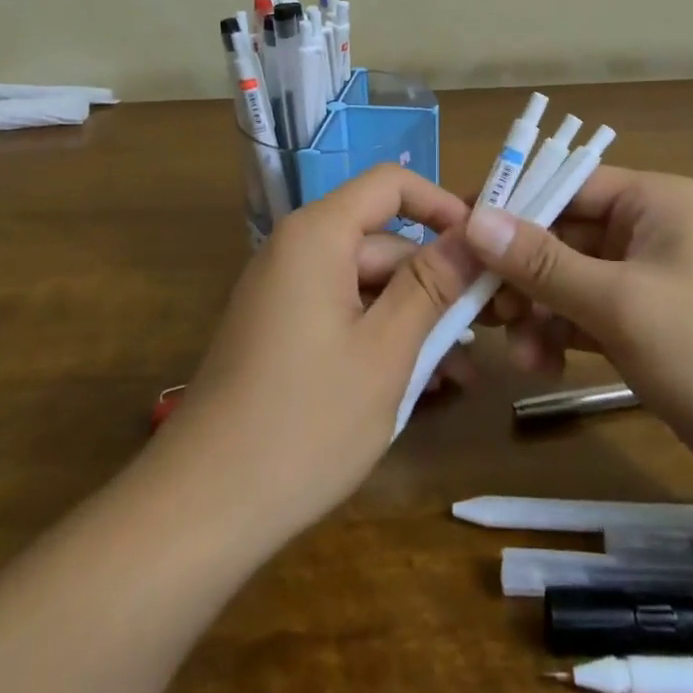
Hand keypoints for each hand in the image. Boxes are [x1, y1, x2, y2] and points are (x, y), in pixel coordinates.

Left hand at [162, 166, 483, 544]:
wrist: (203, 507)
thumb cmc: (306, 421)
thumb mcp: (385, 351)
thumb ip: (432, 284)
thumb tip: (473, 233)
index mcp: (318, 235)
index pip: (390, 185)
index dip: (441, 205)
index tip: (485, 246)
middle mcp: (297, 250)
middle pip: (382, 242)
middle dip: (436, 281)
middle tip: (490, 327)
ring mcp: (286, 293)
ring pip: (368, 286)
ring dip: (415, 319)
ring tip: (461, 372)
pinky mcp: (281, 332)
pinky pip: (343, 315)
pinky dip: (381, 338)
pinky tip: (420, 384)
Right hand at [464, 169, 692, 511]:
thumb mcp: (621, 303)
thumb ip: (543, 261)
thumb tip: (475, 219)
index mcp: (653, 202)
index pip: (564, 184)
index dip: (509, 206)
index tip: (456, 234)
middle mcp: (649, 231)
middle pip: (562, 234)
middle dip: (520, 271)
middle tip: (478, 305)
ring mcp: (649, 282)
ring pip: (570, 279)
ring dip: (539, 309)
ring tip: (518, 351)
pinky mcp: (650, 328)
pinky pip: (589, 316)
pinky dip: (562, 335)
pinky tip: (542, 365)